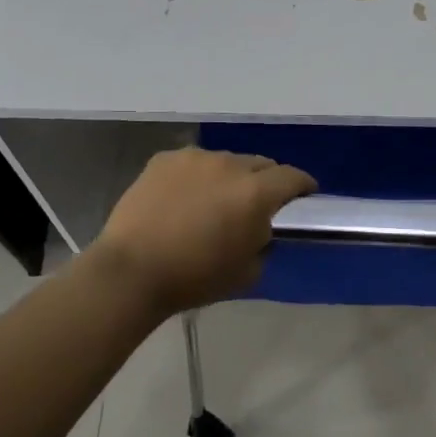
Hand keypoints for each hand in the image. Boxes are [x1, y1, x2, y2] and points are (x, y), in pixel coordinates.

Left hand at [93, 148, 315, 313]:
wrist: (131, 272)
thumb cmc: (194, 278)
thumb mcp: (247, 272)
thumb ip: (263, 242)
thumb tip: (260, 228)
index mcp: (256, 193)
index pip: (293, 177)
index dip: (303, 186)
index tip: (304, 197)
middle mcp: (230, 165)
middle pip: (261, 164)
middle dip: (266, 181)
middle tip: (256, 205)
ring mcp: (195, 158)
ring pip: (226, 161)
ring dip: (229, 178)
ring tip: (214, 201)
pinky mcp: (164, 159)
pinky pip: (193, 163)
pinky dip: (197, 177)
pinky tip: (183, 198)